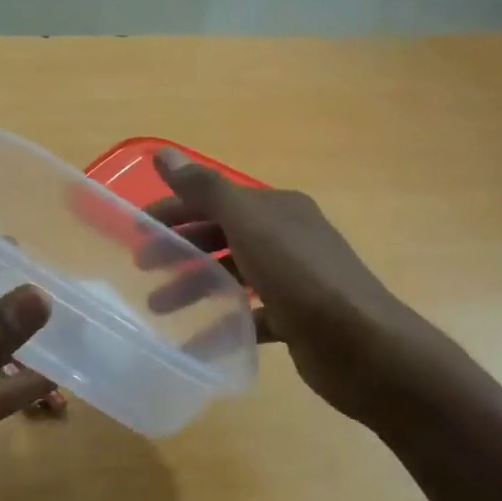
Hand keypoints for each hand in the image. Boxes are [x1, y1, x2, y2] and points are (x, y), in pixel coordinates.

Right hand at [149, 149, 459, 422]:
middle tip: (142, 268)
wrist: (365, 348)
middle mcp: (286, 238)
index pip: (215, 199)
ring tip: (159, 309)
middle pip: (221, 236)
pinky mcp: (296, 319)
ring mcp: (293, 280)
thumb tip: (163, 152)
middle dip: (180, 249)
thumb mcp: (249, 225)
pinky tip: (194, 343)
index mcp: (277, 209)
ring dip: (194, 287)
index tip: (136, 230)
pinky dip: (221, 326)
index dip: (174, 210)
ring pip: (232, 276)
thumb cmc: (301, 277)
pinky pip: (248, 317)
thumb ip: (205, 189)